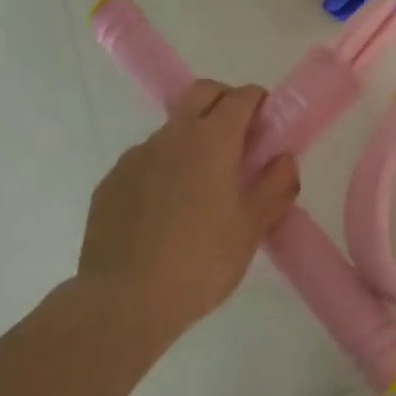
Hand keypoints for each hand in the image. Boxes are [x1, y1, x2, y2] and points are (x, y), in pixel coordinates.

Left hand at [78, 80, 298, 346]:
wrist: (123, 302)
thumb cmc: (201, 261)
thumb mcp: (253, 228)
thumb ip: (276, 186)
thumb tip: (284, 160)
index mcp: (212, 139)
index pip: (242, 96)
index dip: (259, 104)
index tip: (268, 129)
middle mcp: (173, 135)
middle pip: (202, 93)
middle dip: (224, 103)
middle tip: (239, 141)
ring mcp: (136, 156)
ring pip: (172, 129)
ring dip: (192, 139)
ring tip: (200, 188)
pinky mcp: (111, 181)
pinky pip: (145, 160)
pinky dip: (163, 168)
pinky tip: (165, 211)